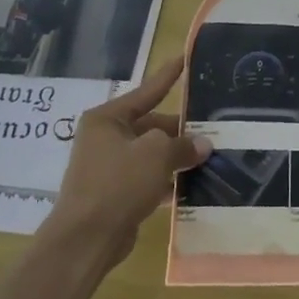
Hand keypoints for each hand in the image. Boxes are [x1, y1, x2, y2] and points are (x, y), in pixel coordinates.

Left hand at [43, 56, 209, 271]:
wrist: (85, 240)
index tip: (186, 58)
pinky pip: (148, 179)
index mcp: (108, 119)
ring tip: (210, 157)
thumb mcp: (157, 155)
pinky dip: (167, 181)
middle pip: (151, 126)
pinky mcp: (115, 195)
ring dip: (177, 158)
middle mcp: (105, 138)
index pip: (147, 91)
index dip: (169, 75)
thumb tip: (202, 144)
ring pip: (151, 155)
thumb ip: (182, 145)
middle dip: (181, 130)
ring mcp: (108, 167)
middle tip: (213, 129)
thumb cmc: (118, 184)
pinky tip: (193, 186)